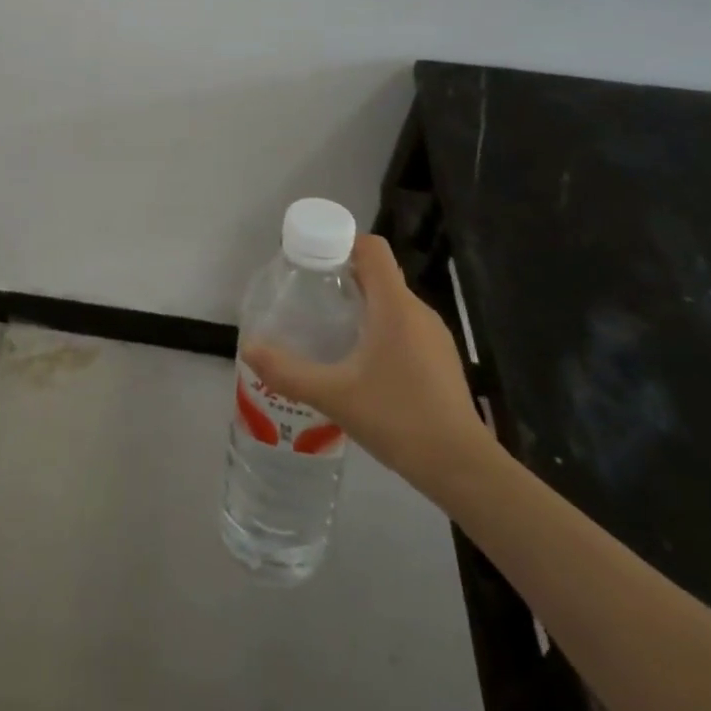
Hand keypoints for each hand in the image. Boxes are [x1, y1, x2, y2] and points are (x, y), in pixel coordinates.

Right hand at [244, 234, 493, 501]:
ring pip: (391, 303)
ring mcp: (434, 337)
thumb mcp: (333, 395)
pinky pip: (403, 328)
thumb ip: (287, 372)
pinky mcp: (440, 360)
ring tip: (327, 331)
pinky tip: (358, 365)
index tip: (311, 261)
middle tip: (308, 299)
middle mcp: (418, 312)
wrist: (462, 468)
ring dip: (360, 307)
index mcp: (395, 306)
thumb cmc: (398, 418)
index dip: (341, 242)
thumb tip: (248, 348)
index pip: (372, 248)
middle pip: (378, 274)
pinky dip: (378, 331)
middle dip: (342, 278)